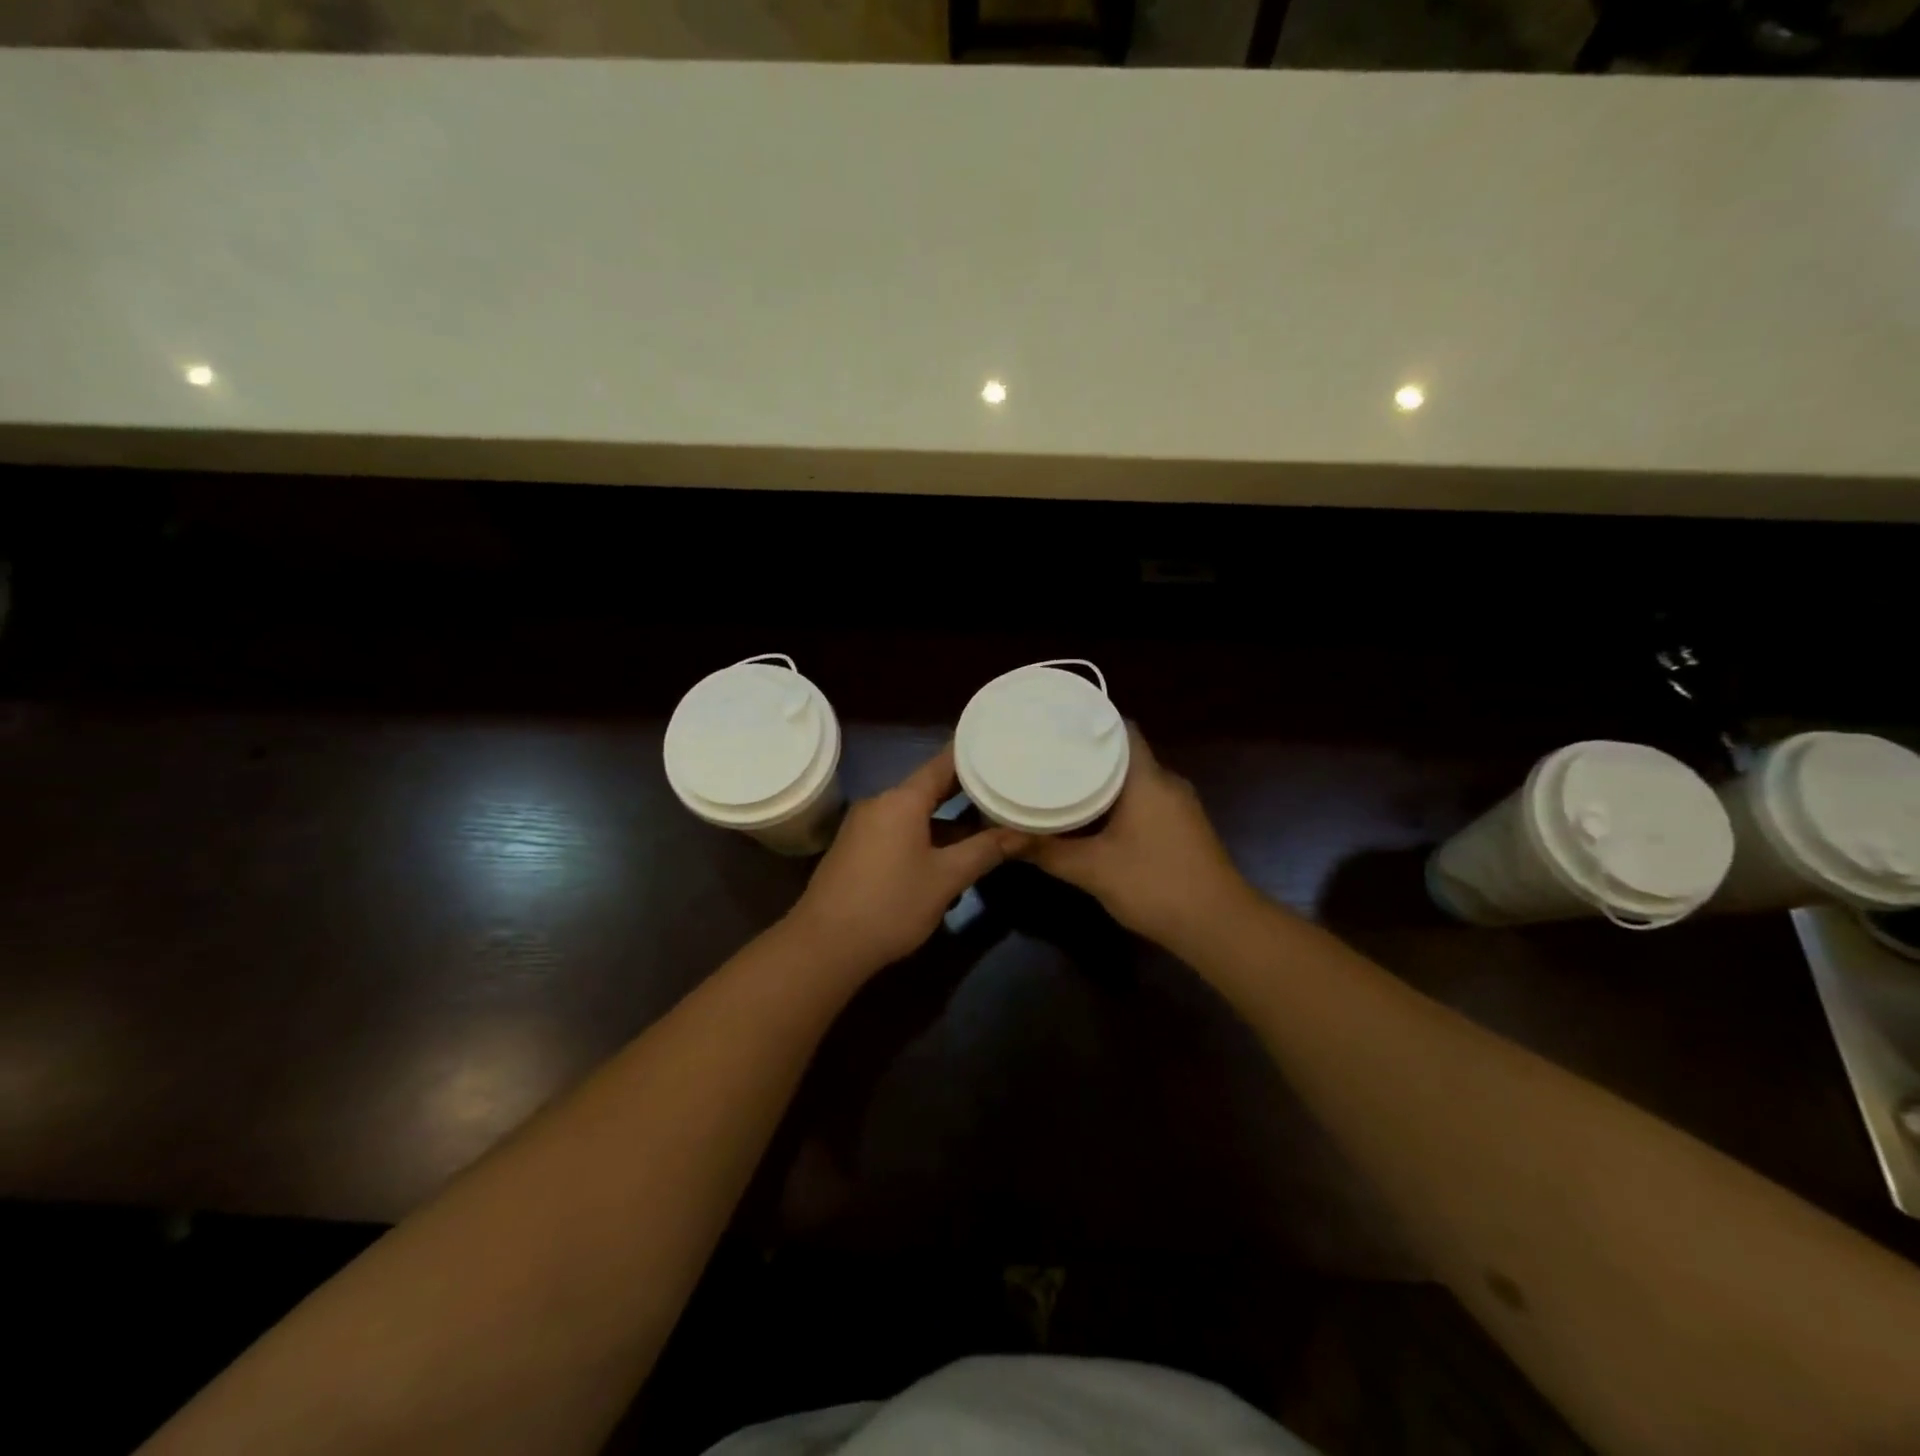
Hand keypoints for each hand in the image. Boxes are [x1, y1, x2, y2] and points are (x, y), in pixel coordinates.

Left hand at [786, 744, 1025, 977]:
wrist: (825, 945)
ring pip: (914, 814)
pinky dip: (925, 836)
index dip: (971, 755)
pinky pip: (898, 832)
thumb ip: (985, 851)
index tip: (998, 747)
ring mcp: (864, 827)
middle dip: (965, 791)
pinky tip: (947, 857)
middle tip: (1001, 788)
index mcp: (902, 800)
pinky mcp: (856, 850)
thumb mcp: (946, 878)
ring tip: (984, 825)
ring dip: (946, 821)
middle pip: (928, 788)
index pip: (942, 764)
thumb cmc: (891, 904)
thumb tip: (1023, 833)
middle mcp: (880, 804)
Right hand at [1020, 728, 1256, 948]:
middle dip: (1087, 754)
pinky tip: (1091, 817)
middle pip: (1124, 754)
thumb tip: (1002, 838)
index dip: (1089, 723)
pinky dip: (1117, 802)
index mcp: (1147, 778)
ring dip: (1102, 781)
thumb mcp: (1092, 869)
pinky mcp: (1182, 827)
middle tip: (1046, 754)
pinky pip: (1144, 800)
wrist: (1218, 925)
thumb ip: (1046, 850)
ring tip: (1060, 780)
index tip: (1055, 725)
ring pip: (1134, 780)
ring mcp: (1179, 806)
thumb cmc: (1154, 884)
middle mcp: (1166, 782)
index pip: (1121, 729)